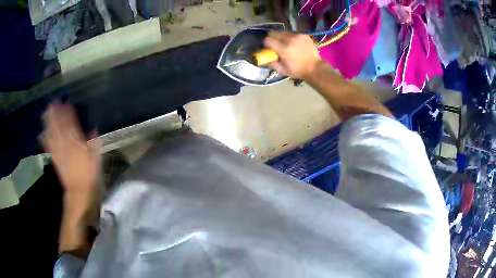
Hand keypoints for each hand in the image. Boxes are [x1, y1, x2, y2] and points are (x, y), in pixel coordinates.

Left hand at [41, 103, 100, 194]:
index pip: (71, 125)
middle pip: (59, 128)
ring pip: (53, 135)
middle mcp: (66, 146)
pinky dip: (45, 140)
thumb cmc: (90, 178)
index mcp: (77, 145)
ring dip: (49, 124)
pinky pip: (49, 148)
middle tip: (52, 103)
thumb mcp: (97, 162)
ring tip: (45, 113)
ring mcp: (59, 153)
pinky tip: (41, 134)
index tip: (65, 103)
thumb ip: (94, 145)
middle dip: (55, 115)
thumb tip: (94, 128)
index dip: (67, 113)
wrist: (79, 195)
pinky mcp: (56, 160)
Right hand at [264, 31, 321, 78]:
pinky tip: (294, 43)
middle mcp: (289, 40)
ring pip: (283, 31)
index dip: (266, 43)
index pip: (268, 40)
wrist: (315, 68)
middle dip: (272, 37)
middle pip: (274, 32)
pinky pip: (293, 33)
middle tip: (275, 43)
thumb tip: (264, 59)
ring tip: (285, 43)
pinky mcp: (303, 35)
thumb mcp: (282, 70)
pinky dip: (291, 37)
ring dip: (282, 36)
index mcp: (283, 49)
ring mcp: (297, 36)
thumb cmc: (298, 70)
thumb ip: (272, 64)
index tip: (268, 47)